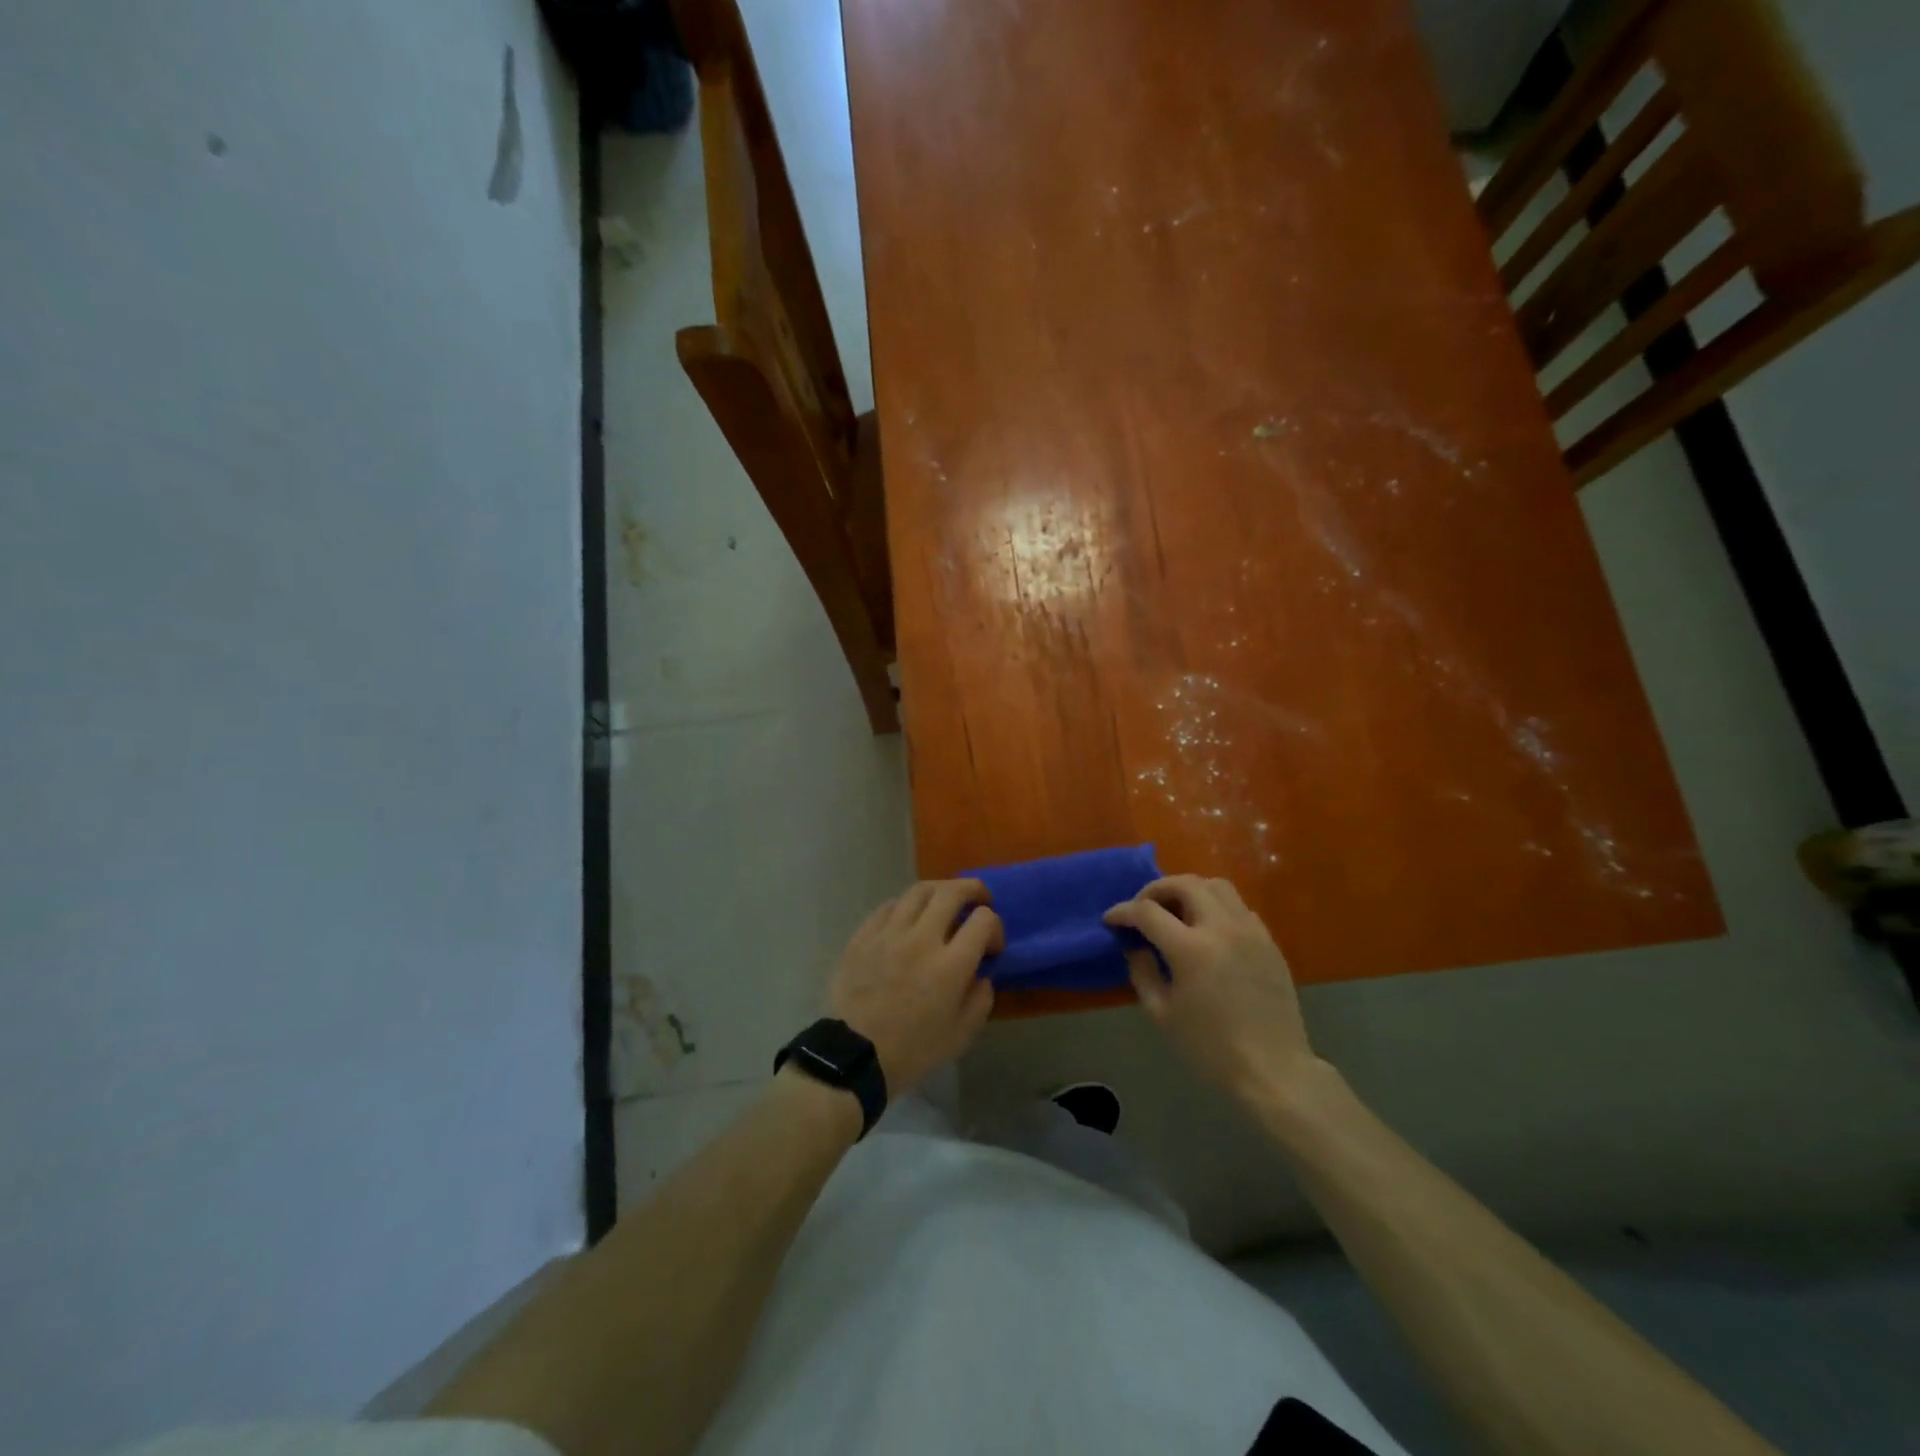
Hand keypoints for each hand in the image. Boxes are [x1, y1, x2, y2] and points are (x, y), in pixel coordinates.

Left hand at [826, 880, 1002, 1094]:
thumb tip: (982, 975)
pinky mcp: (863, 935)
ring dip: (939, 890)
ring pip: (918, 891)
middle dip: (972, 890)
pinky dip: (905, 905)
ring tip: (944, 899)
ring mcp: (889, 933)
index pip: (983, 921)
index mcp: (951, 965)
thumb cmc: (912, 1050)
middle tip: (979, 898)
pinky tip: (908, 916)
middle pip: (951, 892)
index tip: (991, 946)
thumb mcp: (961, 1035)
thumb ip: (980, 999)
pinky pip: (888, 906)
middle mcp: (922, 938)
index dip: (995, 927)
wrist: (854, 1055)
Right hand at [1104, 875, 1317, 1101]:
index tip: (1111, 921)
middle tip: (1142, 908)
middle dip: (1155, 890)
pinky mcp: (1268, 941)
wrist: (1273, 1070)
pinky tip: (1207, 929)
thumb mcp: (1162, 1013)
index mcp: (1191, 949)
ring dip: (1189, 890)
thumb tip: (1135, 946)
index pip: (1147, 912)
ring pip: (1216, 885)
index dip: (1123, 912)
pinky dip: (1215, 906)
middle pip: (1184, 883)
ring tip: (1176, 911)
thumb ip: (1142, 972)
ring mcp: (1250, 931)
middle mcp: (1222, 928)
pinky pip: (1238, 906)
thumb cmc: (1210, 1048)